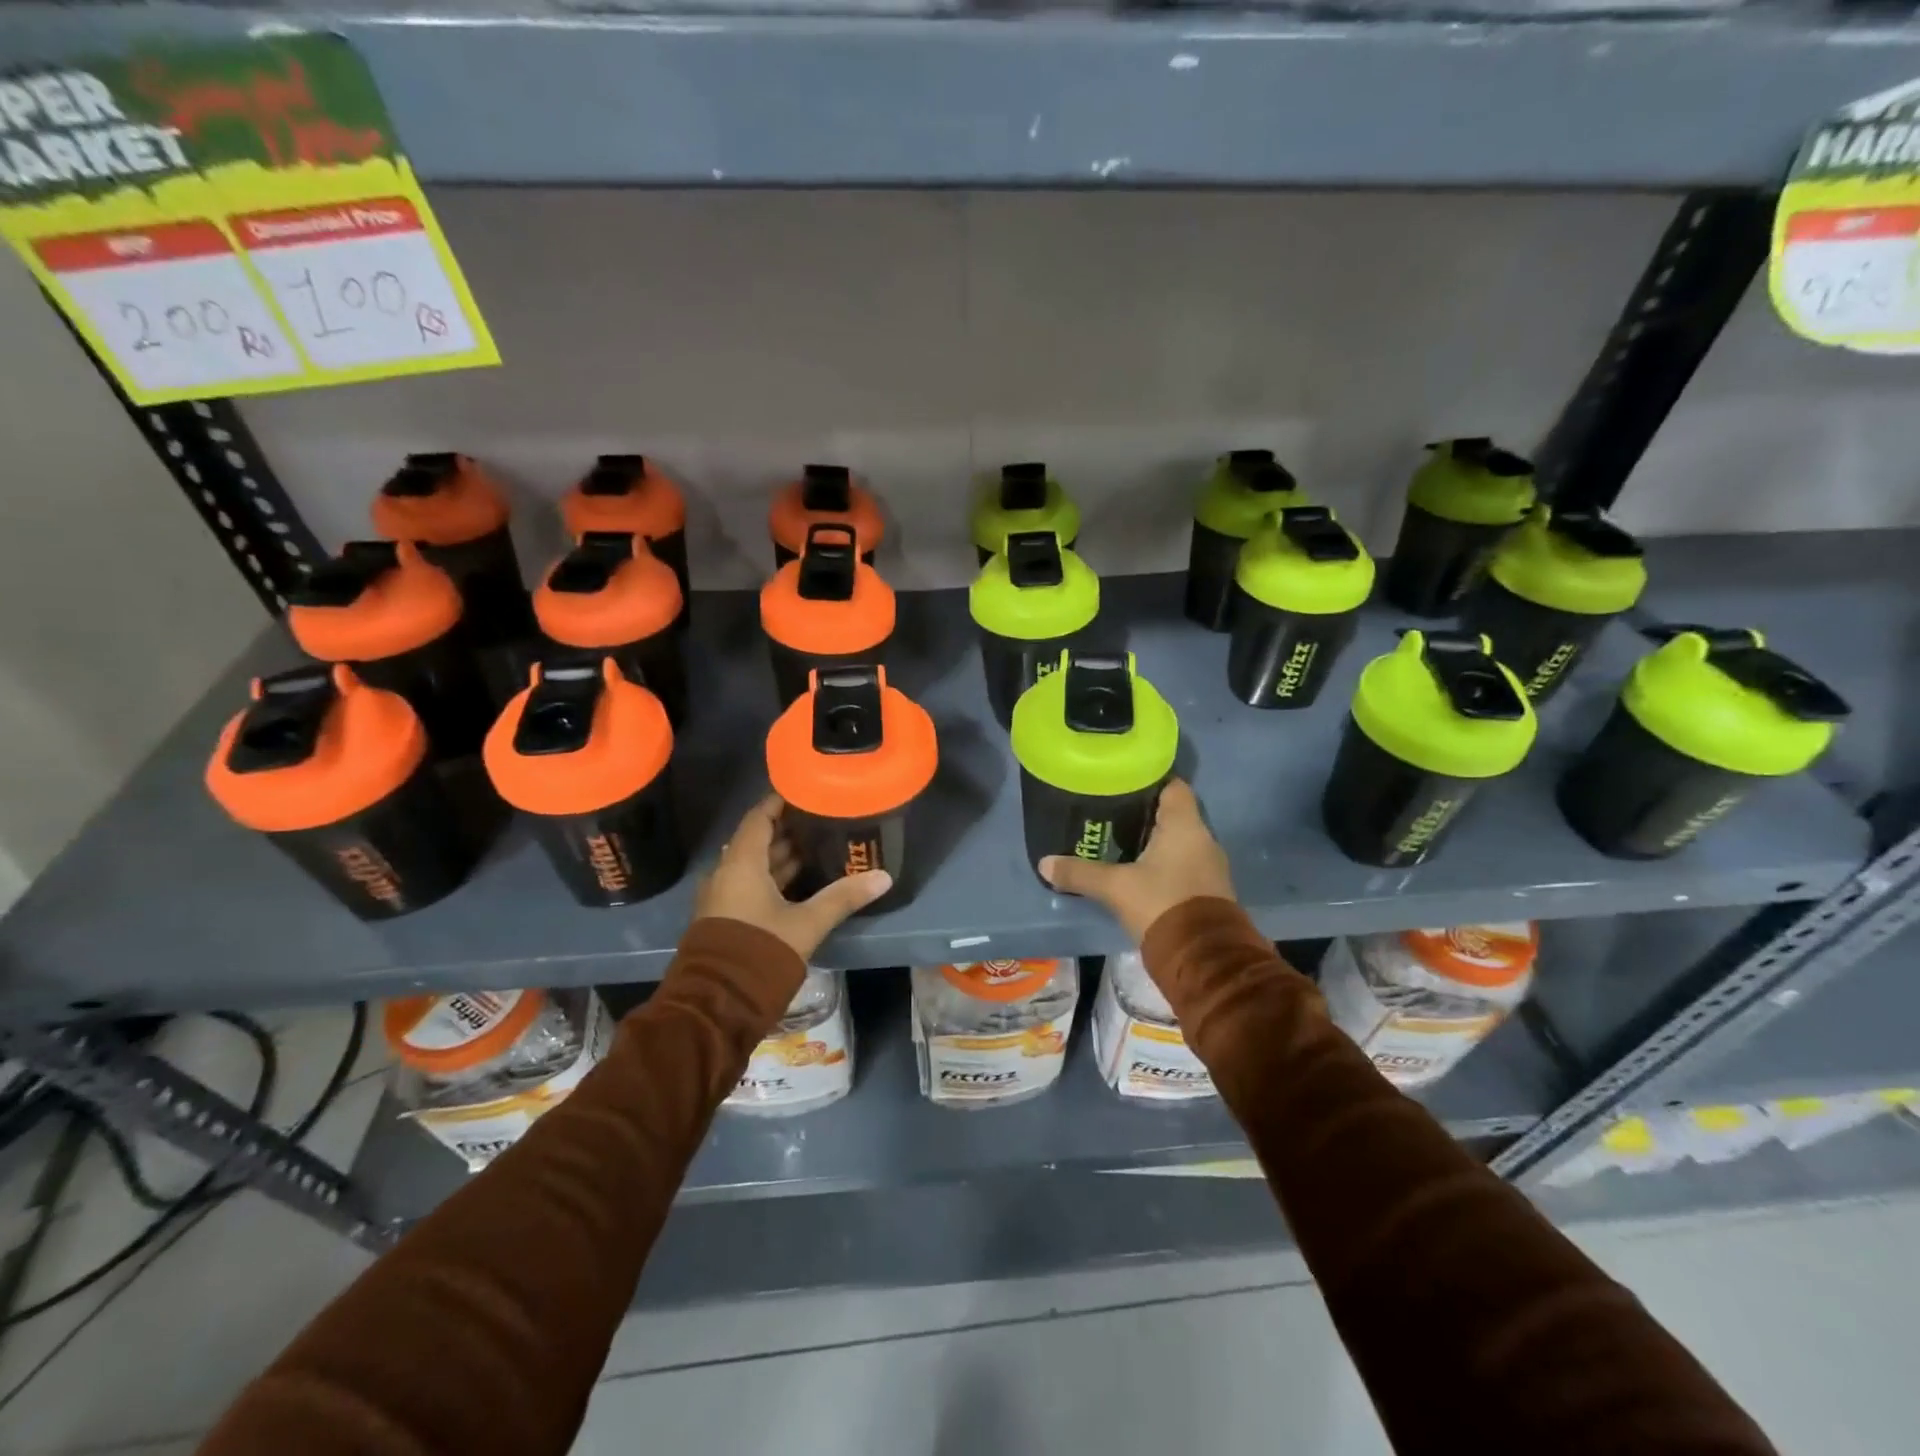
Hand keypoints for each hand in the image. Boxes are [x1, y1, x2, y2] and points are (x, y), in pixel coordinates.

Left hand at [694, 793, 893, 959]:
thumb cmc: (761, 952)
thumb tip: (883, 877)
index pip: (759, 818)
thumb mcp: (807, 923)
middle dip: (788, 830)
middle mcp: (726, 874)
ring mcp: (723, 897)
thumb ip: (843, 897)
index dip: (779, 803)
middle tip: (822, 820)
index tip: (805, 792)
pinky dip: (773, 878)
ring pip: (754, 865)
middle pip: (757, 840)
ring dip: (781, 856)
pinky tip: (801, 882)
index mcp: (741, 864)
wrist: (717, 1004)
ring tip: (818, 847)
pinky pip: (750, 885)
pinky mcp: (726, 918)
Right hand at [1039, 779, 1233, 941]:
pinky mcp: (1208, 889)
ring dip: (1155, 840)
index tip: (1123, 783)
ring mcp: (1209, 865)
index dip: (1150, 780)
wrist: (1203, 957)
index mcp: (1185, 825)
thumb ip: (1080, 873)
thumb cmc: (1161, 904)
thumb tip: (1044, 863)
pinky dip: (1164, 862)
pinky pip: (1184, 863)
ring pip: (1179, 840)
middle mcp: (1203, 838)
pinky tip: (1140, 870)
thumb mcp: (1115, 888)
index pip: (1173, 786)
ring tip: (1120, 840)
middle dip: (1145, 812)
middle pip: (1174, 813)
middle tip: (1111, 812)